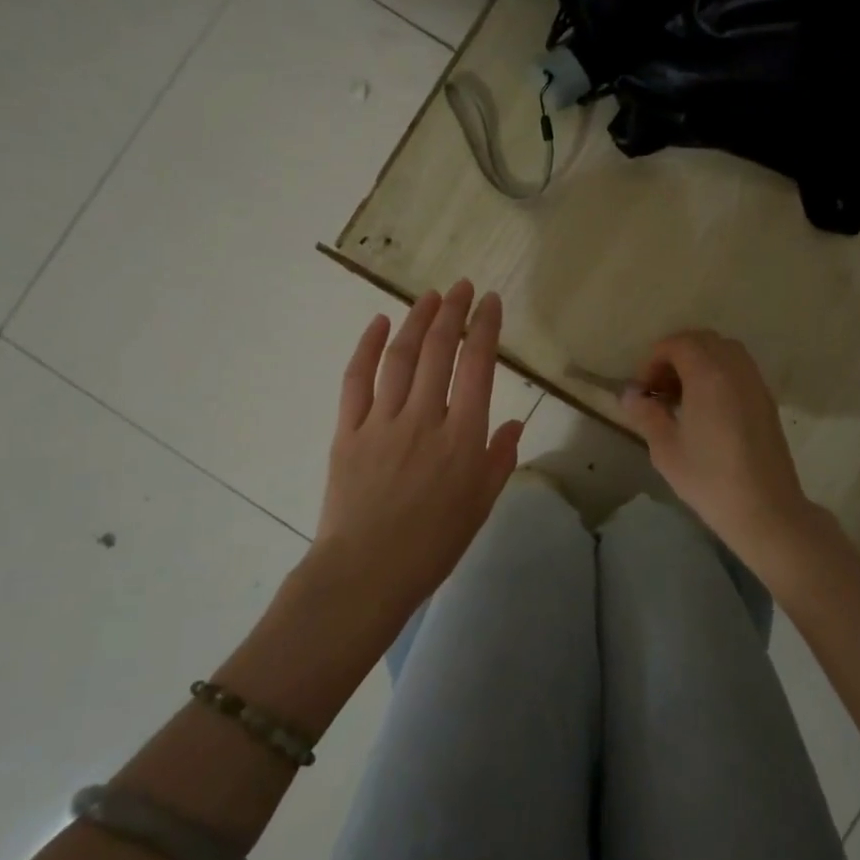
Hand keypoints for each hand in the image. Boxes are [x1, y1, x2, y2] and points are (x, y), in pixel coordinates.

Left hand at [311, 281, 523, 641]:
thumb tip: (510, 424)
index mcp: (463, 438)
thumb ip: (498, 460)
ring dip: (415, 321)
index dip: (485, 328)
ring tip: (429, 297)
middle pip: (438, 351)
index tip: (490, 302)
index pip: (478, 367)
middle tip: (461, 287)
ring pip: (400, 357)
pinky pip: (356, 380)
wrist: (366, 572)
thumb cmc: (433, 545)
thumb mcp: (480, 506)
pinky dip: (366, 347)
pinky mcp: (348, 430)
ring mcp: (382, 421)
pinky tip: (378, 324)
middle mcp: (424, 419)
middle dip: (452, 312)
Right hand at [617, 330, 826, 567]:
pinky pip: (739, 369)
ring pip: (725, 351)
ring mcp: (755, 383)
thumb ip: (646, 414)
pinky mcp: (766, 400)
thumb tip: (630, 394)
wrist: (765, 508)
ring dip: (699, 362)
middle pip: (703, 341)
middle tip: (659, 388)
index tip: (643, 390)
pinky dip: (718, 373)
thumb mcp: (665, 448)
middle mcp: (735, 369)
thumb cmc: (709, 478)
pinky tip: (706, 408)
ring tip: (681, 396)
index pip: (678, 344)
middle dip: (676, 355)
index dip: (654, 359)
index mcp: (708, 375)